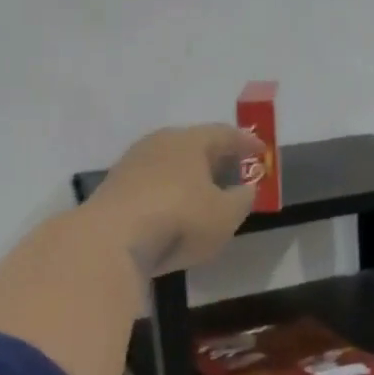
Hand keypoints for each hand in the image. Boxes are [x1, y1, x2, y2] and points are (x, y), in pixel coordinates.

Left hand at [87, 125, 264, 274]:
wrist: (112, 240)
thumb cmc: (181, 219)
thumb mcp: (226, 215)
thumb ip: (242, 199)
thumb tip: (246, 189)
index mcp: (190, 141)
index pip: (224, 134)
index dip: (246, 143)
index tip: (261, 151)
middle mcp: (159, 143)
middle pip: (193, 145)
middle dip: (214, 157)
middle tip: (232, 169)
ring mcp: (132, 164)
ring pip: (169, 164)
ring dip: (189, 176)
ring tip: (204, 192)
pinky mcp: (114, 189)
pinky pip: (152, 184)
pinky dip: (169, 192)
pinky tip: (175, 209)